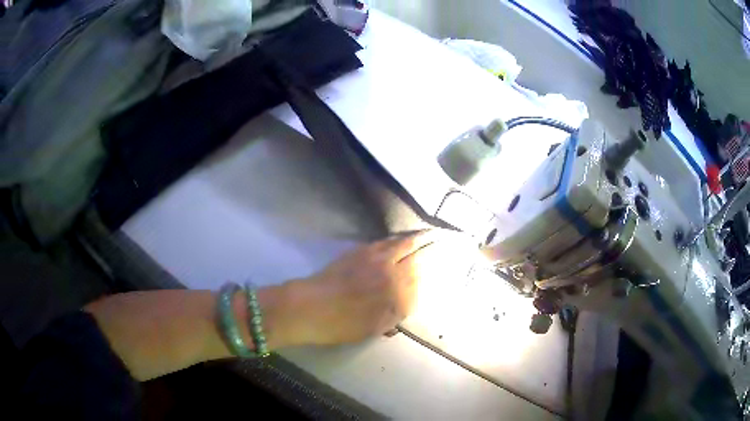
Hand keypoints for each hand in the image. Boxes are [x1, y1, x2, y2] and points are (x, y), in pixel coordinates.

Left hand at [281, 230, 468, 345]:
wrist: (310, 307)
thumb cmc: (342, 324)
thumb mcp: (376, 326)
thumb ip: (399, 310)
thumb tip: (415, 295)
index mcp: (399, 294)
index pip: (427, 274)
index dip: (442, 263)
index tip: (454, 255)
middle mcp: (393, 271)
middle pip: (421, 252)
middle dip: (438, 243)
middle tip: (453, 237)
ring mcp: (377, 257)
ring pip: (406, 242)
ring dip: (423, 236)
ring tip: (435, 233)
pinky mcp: (362, 250)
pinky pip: (389, 240)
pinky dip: (403, 237)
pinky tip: (406, 238)